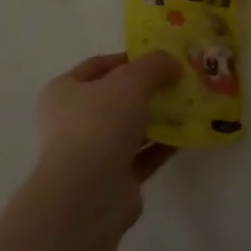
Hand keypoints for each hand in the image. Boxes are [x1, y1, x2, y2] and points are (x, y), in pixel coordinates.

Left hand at [30, 51, 182, 233]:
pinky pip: (141, 156)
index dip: (128, 58)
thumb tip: (172, 64)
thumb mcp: (132, 79)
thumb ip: (155, 65)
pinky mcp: (112, 180)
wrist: (89, 192)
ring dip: (157, 118)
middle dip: (147, 90)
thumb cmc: (101, 123)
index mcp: (62, 93)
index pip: (97, 66)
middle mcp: (71, 122)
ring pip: (130, 128)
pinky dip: (162, 145)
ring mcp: (91, 154)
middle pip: (115, 99)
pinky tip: (186, 135)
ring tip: (188, 106)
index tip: (159, 58)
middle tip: (178, 81)